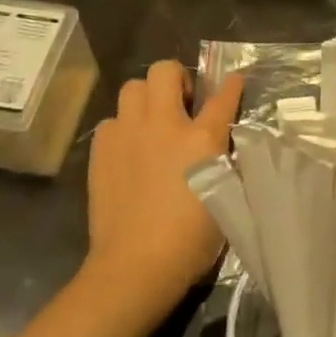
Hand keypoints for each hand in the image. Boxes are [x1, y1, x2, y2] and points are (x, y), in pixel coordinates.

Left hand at [83, 62, 243, 320]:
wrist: (135, 266)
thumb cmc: (191, 240)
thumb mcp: (226, 195)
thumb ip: (225, 159)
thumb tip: (223, 142)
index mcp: (203, 137)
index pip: (224, 95)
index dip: (232, 84)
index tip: (233, 81)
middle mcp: (164, 124)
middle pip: (165, 70)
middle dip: (176, 79)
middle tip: (182, 105)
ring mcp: (128, 134)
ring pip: (132, 87)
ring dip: (146, 98)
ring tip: (152, 123)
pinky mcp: (102, 150)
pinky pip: (111, 121)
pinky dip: (122, 128)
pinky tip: (129, 150)